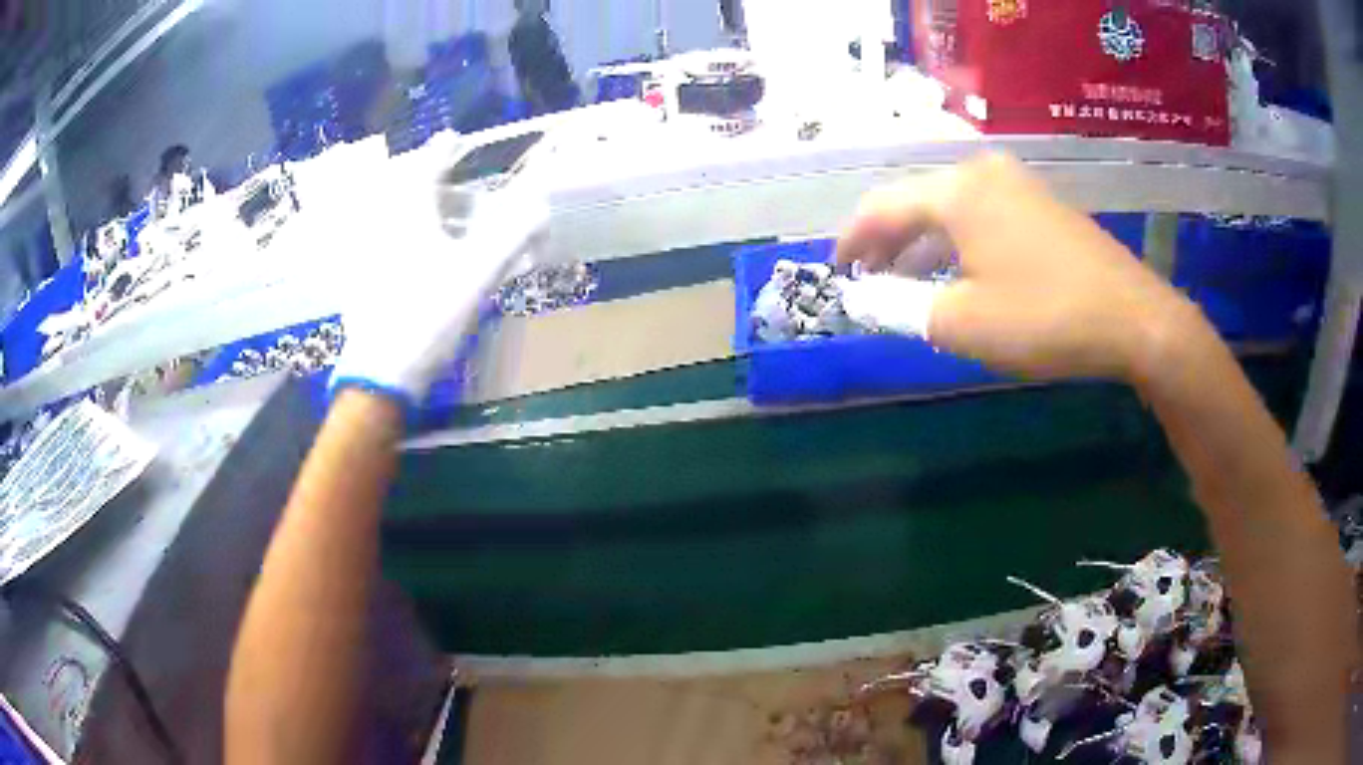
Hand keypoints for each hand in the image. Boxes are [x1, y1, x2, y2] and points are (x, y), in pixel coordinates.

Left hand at [329, 174, 548, 409]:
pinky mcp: (364, 285)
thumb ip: (511, 236)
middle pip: (404, 192)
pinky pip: (385, 247)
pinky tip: (418, 260)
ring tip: (441, 220)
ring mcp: (370, 258)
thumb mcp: (477, 275)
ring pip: (393, 220)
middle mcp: (384, 228)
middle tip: (448, 181)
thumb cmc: (428, 316)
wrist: (381, 372)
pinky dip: (404, 241)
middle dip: (427, 181)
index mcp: (410, 217)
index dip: (440, 151)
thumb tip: (541, 205)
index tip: (451, 138)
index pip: (425, 169)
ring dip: (418, 212)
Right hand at [836, 154, 1203, 380]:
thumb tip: (862, 298)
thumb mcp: (962, 323)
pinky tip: (960, 270)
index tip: (837, 270)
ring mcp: (1018, 185)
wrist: (1133, 318)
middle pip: (916, 200)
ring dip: (923, 241)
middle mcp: (982, 173)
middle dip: (887, 240)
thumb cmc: (1044, 317)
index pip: (882, 206)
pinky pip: (983, 214)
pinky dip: (959, 241)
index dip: (852, 239)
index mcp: (956, 191)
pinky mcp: (1042, 205)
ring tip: (907, 277)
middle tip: (869, 277)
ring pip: (951, 207)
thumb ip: (900, 307)